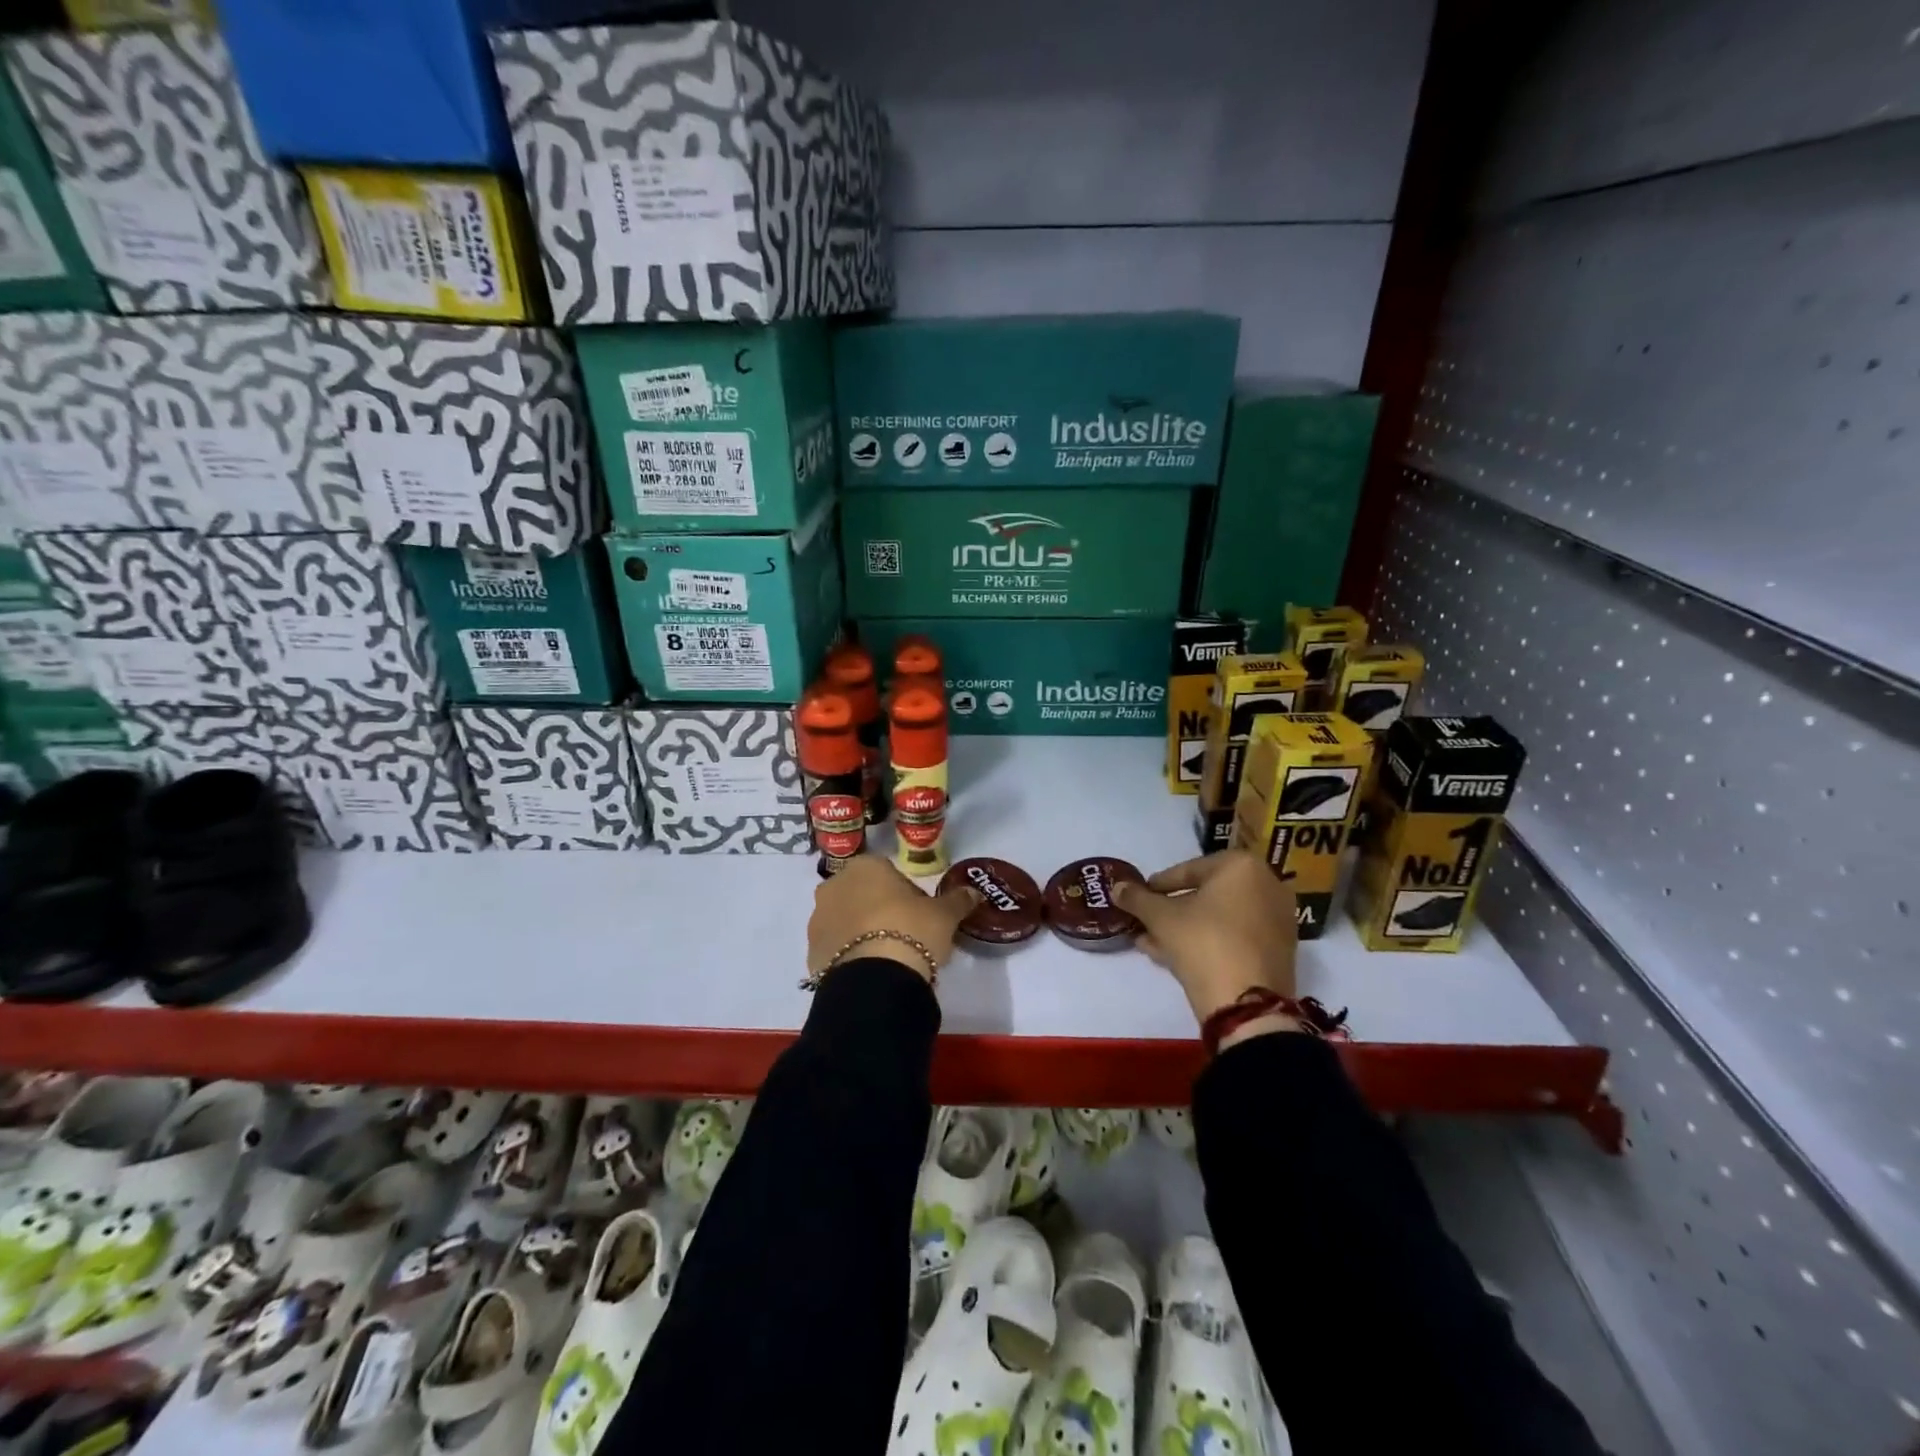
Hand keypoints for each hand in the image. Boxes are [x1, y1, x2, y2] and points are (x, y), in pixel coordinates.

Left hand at [807, 854, 979, 983]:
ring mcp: (818, 919)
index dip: (907, 894)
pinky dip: (849, 954)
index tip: (920, 914)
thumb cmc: (911, 931)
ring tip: (887, 956)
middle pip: (863, 893)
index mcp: (865, 866)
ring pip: (845, 919)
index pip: (889, 873)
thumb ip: (958, 900)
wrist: (875, 980)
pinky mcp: (810, 952)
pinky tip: (870, 970)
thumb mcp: (944, 915)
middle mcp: (834, 885)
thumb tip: (975, 892)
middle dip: (879, 909)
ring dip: (861, 931)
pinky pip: (835, 947)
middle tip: (906, 935)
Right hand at [1113, 851, 1300, 1026]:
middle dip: (1172, 910)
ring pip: (1219, 918)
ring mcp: (1276, 920)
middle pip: (1206, 894)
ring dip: (1184, 928)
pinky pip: (1234, 937)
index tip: (1140, 897)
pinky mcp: (1278, 951)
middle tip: (1145, 921)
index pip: (1188, 870)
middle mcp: (1266, 885)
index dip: (1158, 885)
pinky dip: (1208, 941)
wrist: (1246, 1003)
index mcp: (1242, 866)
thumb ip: (1137, 898)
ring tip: (1152, 942)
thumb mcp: (1161, 917)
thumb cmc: (1203, 942)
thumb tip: (1117, 887)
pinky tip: (1175, 957)